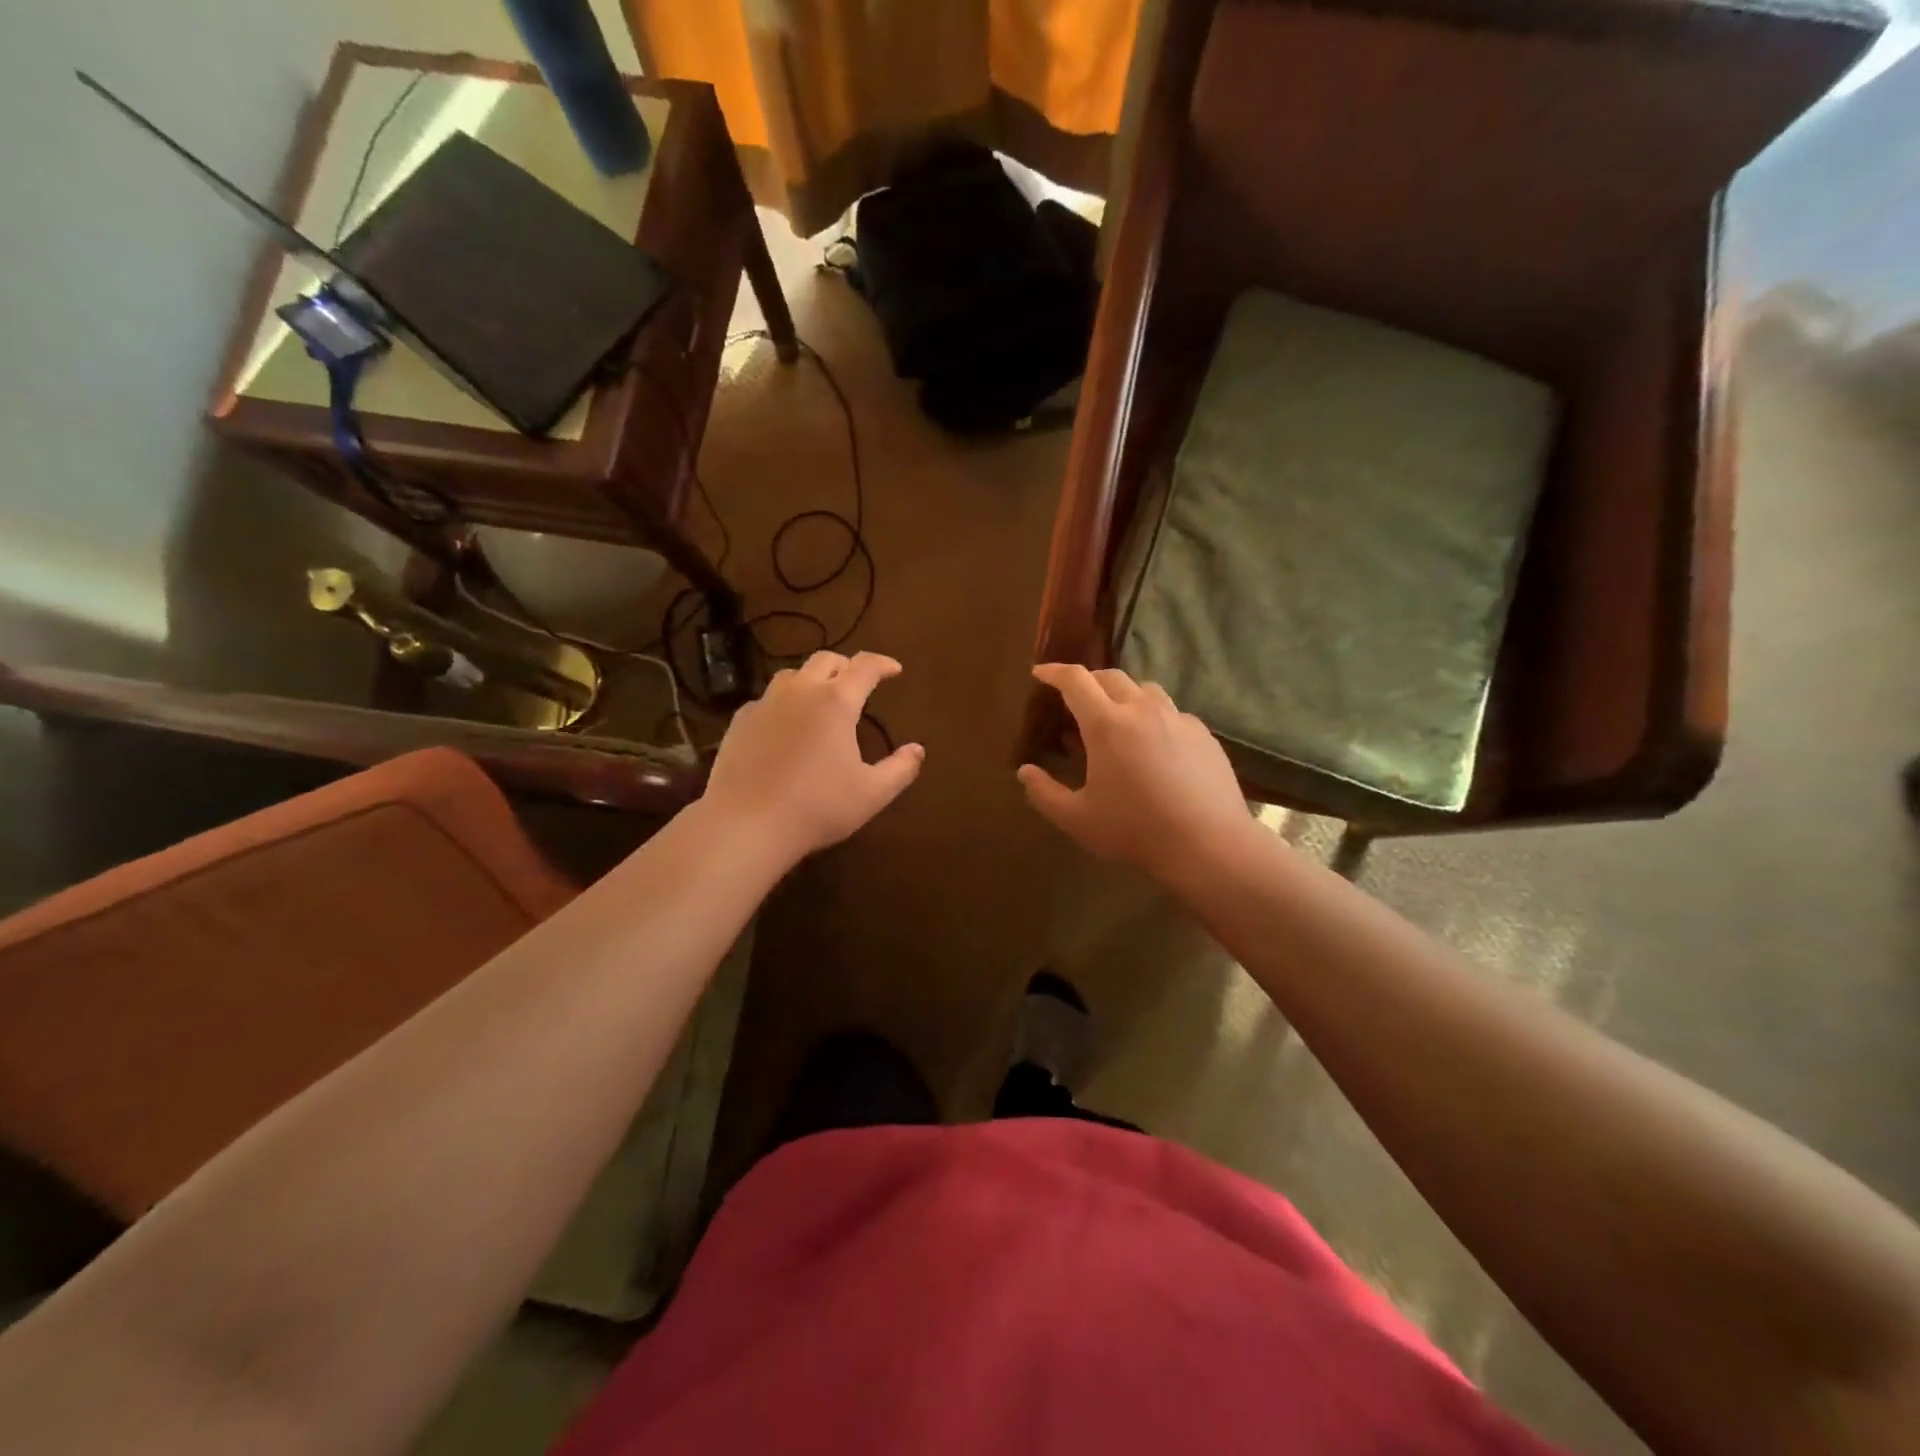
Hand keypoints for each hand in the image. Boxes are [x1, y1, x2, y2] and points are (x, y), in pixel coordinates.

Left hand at [702, 651, 924, 863]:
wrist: (746, 824)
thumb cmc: (817, 807)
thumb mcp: (871, 794)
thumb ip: (900, 769)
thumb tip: (917, 750)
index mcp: (836, 701)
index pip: (865, 666)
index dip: (883, 663)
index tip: (894, 670)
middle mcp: (800, 691)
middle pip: (825, 660)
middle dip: (847, 666)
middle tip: (858, 683)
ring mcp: (765, 703)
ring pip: (792, 675)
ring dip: (812, 679)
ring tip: (820, 699)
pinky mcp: (740, 721)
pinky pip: (766, 699)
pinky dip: (783, 702)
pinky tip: (785, 725)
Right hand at [1017, 664, 1252, 879]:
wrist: (1208, 844)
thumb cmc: (1135, 830)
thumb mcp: (1077, 819)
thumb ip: (1044, 793)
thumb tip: (1024, 772)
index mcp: (1107, 724)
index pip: (1075, 680)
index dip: (1054, 672)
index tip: (1040, 673)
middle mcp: (1142, 710)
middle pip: (1110, 676)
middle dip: (1087, 681)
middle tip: (1075, 700)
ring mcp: (1178, 719)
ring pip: (1145, 689)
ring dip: (1123, 694)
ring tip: (1117, 718)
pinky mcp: (1203, 734)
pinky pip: (1172, 712)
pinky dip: (1154, 717)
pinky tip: (1154, 745)